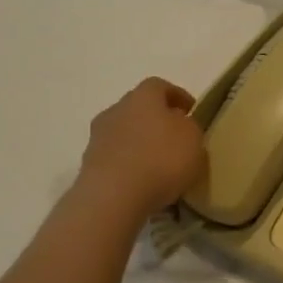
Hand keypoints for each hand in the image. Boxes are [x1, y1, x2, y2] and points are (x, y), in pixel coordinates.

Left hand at [78, 78, 204, 216]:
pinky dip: (129, 163)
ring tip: (159, 162)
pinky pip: (116, 156)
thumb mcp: (193, 139)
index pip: (160, 85)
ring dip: (141, 142)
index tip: (191, 111)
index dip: (177, 96)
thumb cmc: (161, 159)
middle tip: (175, 136)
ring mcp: (98, 137)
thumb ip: (189, 126)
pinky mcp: (89, 164)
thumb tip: (180, 125)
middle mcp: (116, 110)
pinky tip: (143, 180)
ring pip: (125, 132)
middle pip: (139, 108)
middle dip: (157, 119)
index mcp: (143, 96)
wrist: (113, 196)